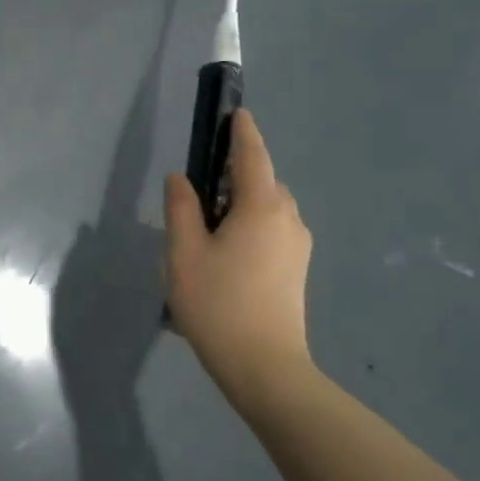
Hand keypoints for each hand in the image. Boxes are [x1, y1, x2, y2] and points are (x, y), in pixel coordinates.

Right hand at [163, 109, 314, 397]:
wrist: (265, 367)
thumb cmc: (218, 304)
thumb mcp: (184, 253)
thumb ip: (181, 208)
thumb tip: (181, 178)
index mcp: (262, 206)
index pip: (252, 155)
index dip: (242, 132)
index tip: (235, 113)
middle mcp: (288, 218)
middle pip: (261, 181)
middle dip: (234, 173)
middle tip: (198, 188)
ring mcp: (297, 246)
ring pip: (268, 208)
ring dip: (241, 203)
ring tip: (206, 227)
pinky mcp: (297, 270)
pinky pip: (272, 230)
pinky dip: (250, 225)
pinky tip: (225, 253)